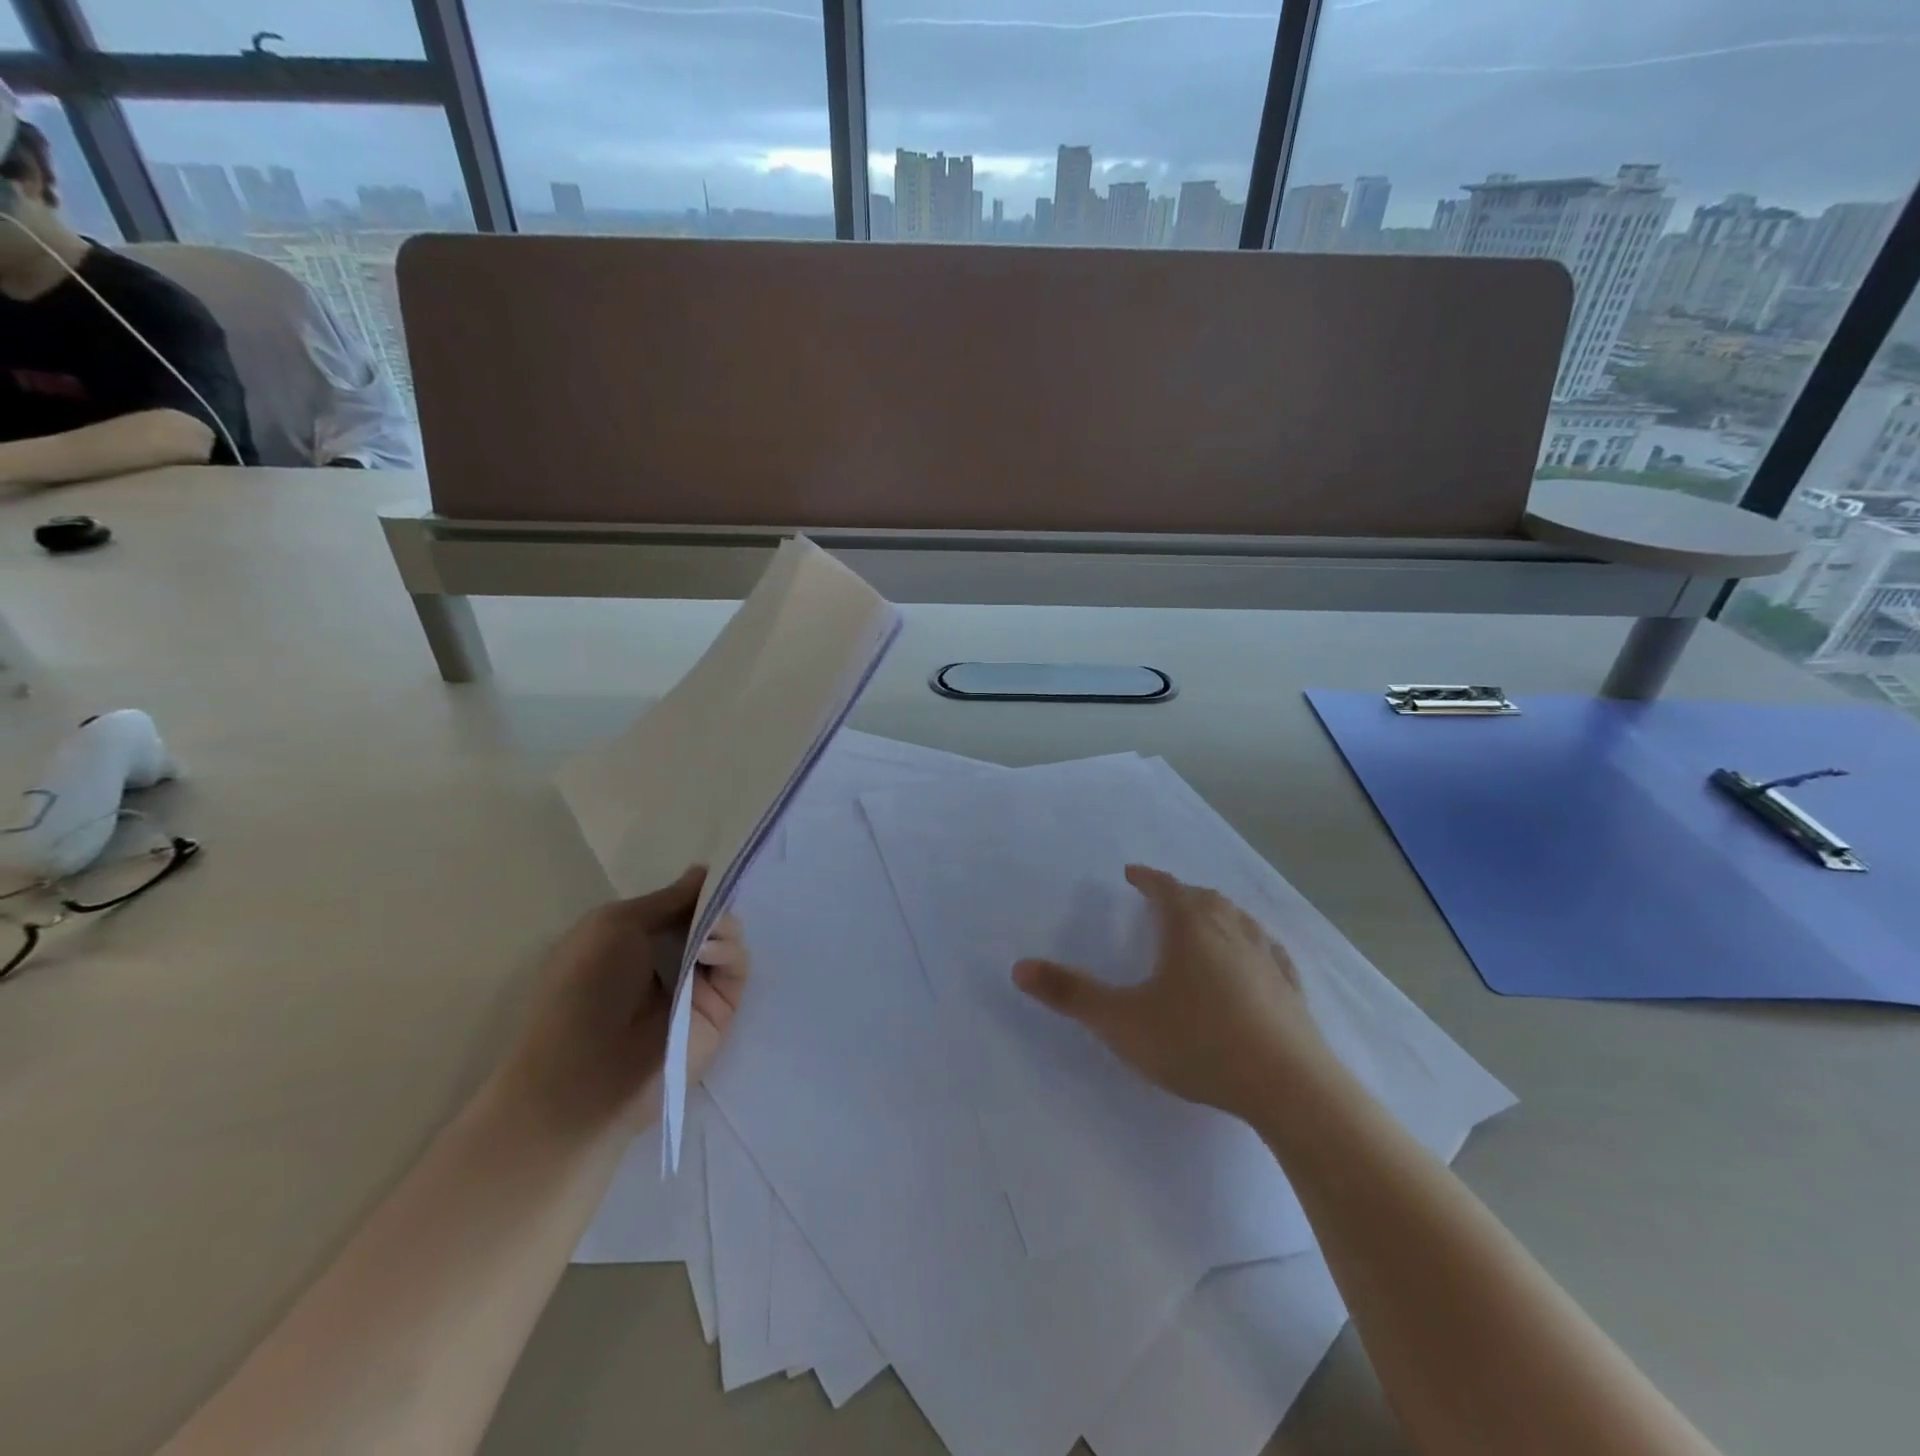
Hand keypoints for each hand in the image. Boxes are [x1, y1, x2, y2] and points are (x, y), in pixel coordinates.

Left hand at [498, 867, 750, 1134]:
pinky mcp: (720, 1011)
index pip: (678, 907)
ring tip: (708, 931)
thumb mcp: (614, 925)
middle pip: (708, 920)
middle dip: (715, 903)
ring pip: (728, 940)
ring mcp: (695, 988)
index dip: (695, 889)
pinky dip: (729, 950)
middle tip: (716, 897)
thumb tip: (702, 872)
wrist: (585, 1075)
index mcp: (634, 942)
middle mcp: (667, 962)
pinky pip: (737, 969)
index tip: (713, 872)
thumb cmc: (584, 989)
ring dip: (723, 925)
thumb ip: (667, 899)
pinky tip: (708, 952)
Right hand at [1013, 864, 1326, 1118]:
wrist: (1288, 1086)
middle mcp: (1229, 928)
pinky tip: (1252, 959)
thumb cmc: (1197, 1043)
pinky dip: (1249, 943)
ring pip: (1236, 918)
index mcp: (1188, 926)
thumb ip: (1070, 994)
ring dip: (1215, 913)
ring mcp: (1265, 955)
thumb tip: (1019, 967)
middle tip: (1161, 900)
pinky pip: (1266, 949)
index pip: (1163, 887)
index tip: (1132, 874)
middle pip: (1202, 897)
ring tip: (1202, 922)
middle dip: (1178, 894)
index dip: (1145, 878)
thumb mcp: (1122, 1022)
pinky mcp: (1290, 986)